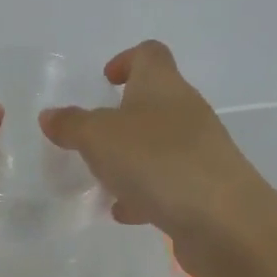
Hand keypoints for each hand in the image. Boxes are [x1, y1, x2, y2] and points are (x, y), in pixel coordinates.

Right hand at [39, 41, 266, 274]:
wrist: (226, 222)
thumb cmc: (158, 162)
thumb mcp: (98, 138)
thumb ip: (72, 124)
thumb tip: (51, 115)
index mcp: (163, 86)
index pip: (149, 54)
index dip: (126, 60)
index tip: (105, 82)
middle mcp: (186, 111)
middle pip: (154, 100)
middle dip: (121, 117)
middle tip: (92, 137)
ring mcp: (200, 151)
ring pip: (159, 144)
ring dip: (131, 158)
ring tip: (102, 178)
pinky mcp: (206, 189)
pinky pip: (169, 181)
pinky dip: (145, 192)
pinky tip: (124, 211)